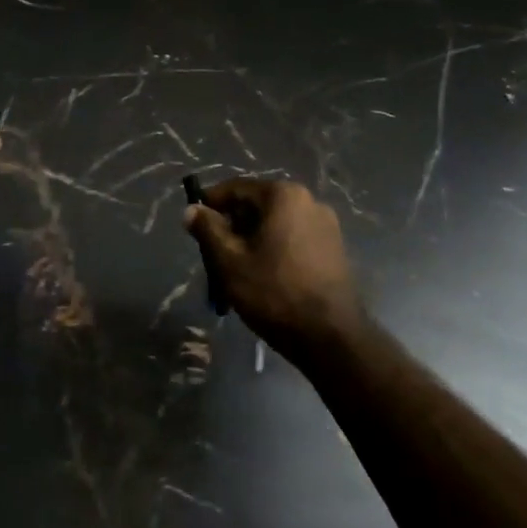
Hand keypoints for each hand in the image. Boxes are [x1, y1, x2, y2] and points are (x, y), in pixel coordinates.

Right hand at [183, 178, 363, 362]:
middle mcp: (309, 201)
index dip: (210, 204)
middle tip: (214, 256)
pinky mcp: (334, 249)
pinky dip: (273, 251)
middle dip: (232, 228)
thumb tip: (192, 209)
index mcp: (284, 196)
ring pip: (274, 225)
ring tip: (236, 273)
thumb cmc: (275, 293)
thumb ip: (207, 230)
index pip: (236, 188)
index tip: (194, 226)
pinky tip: (264, 279)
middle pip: (257, 206)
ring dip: (251, 242)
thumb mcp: (230, 261)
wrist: (332, 338)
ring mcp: (326, 226)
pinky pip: (293, 240)